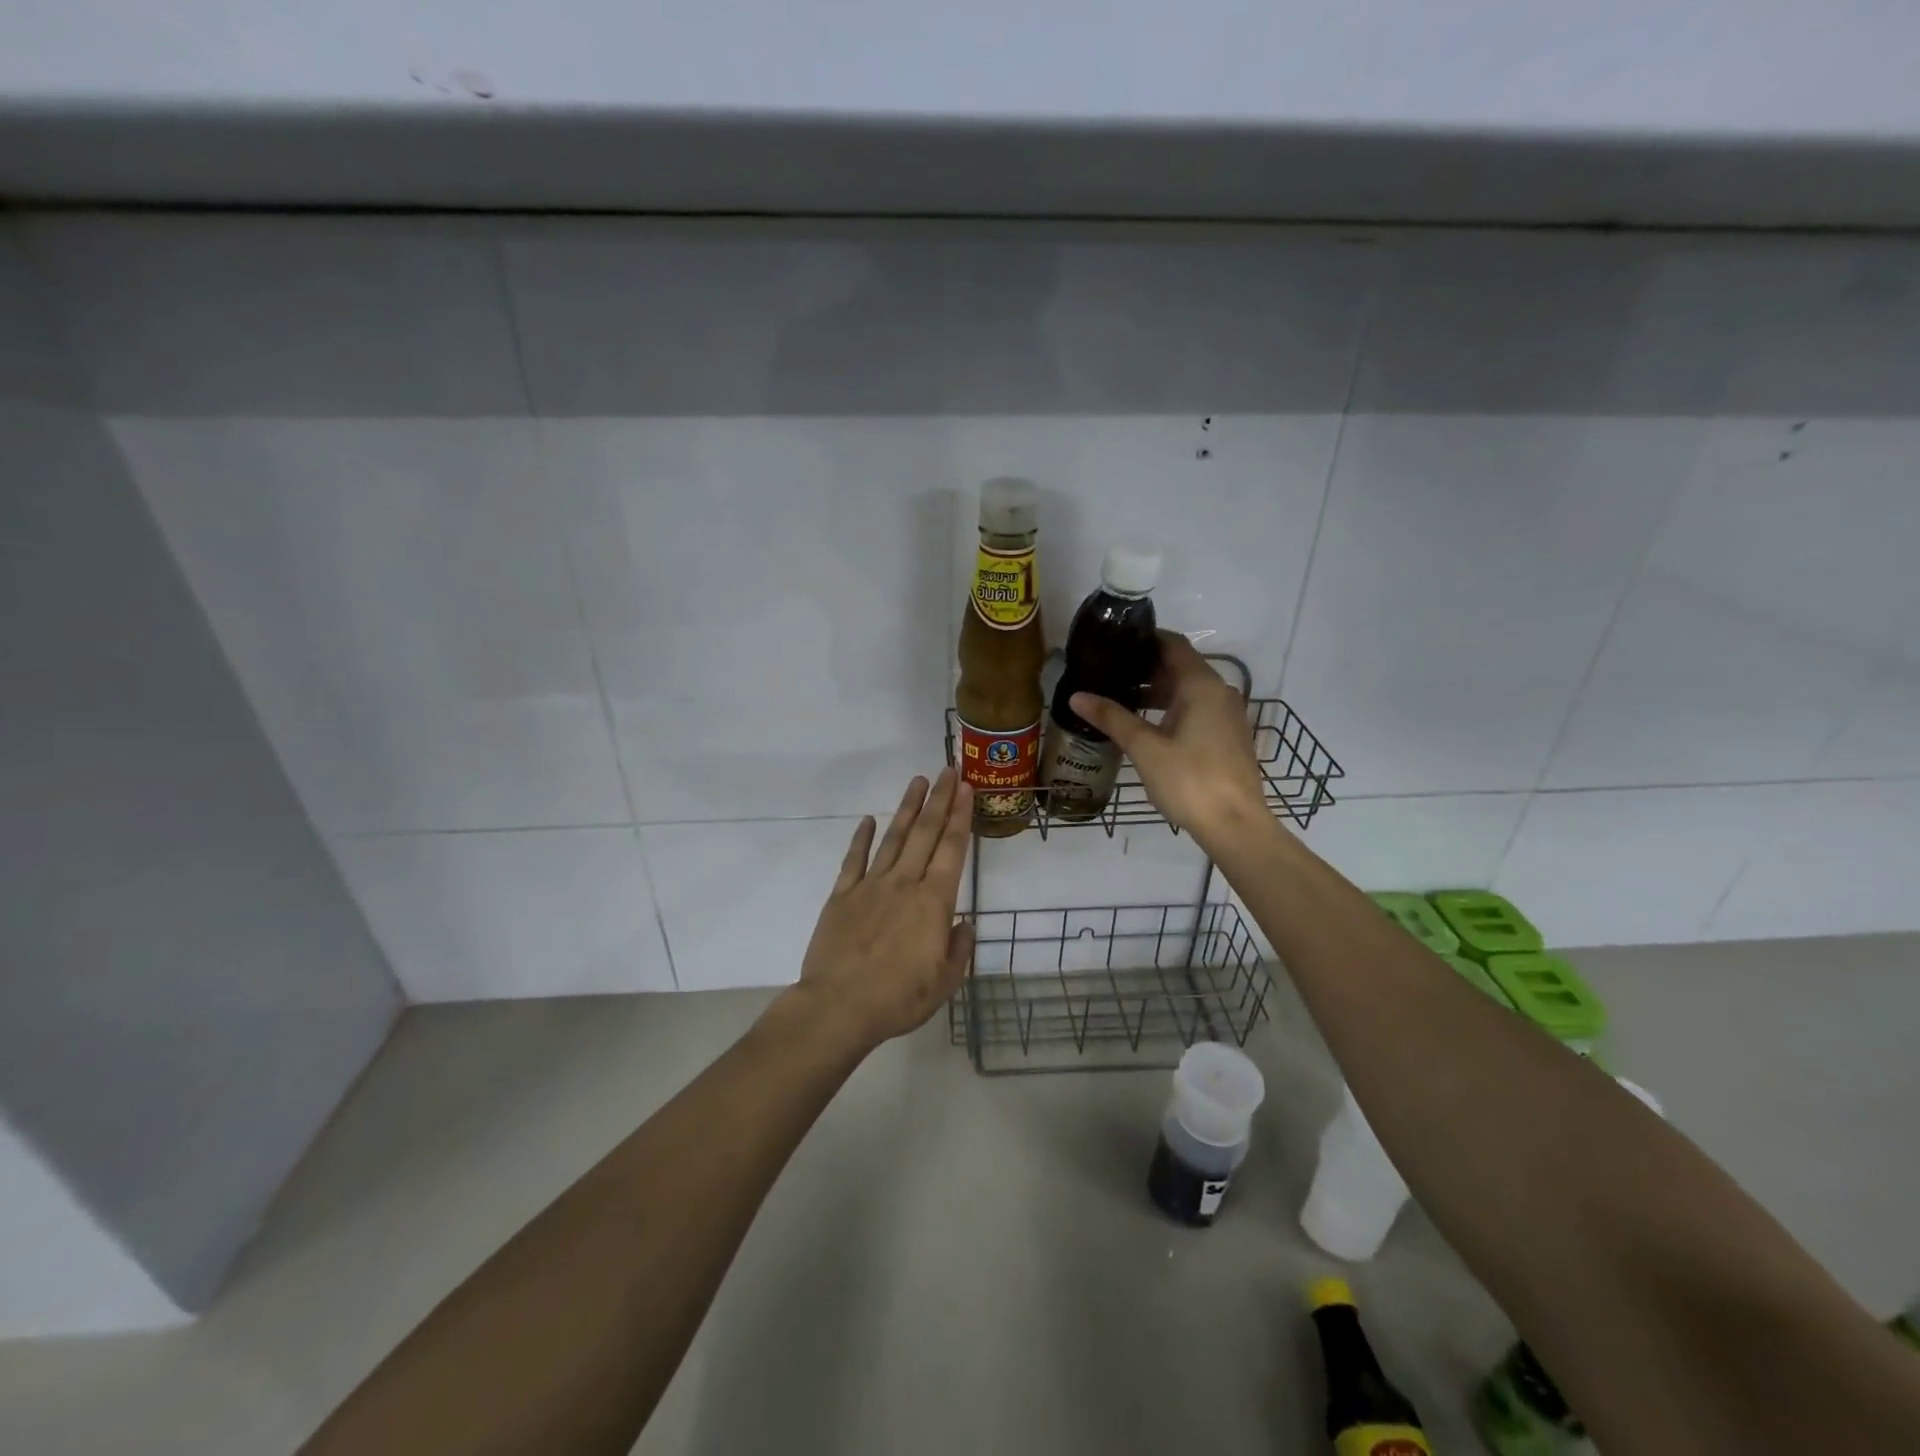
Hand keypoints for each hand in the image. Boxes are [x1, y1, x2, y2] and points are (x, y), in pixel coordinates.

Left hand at [795, 769, 975, 1048]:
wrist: (838, 1007)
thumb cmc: (898, 998)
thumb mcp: (945, 982)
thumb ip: (959, 948)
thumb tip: (964, 923)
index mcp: (933, 902)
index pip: (952, 849)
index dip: (961, 816)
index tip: (967, 789)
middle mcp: (904, 883)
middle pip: (925, 833)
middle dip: (940, 799)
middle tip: (948, 770)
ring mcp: (870, 886)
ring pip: (893, 838)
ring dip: (907, 808)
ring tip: (917, 781)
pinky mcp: (842, 896)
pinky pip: (854, 859)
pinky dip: (862, 838)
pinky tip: (869, 820)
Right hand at [1069, 633, 1270, 848]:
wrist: (1235, 825)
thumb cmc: (1189, 780)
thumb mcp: (1144, 748)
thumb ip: (1112, 717)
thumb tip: (1077, 696)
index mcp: (1201, 685)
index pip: (1173, 644)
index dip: (1144, 639)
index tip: (1114, 643)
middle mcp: (1219, 692)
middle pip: (1180, 667)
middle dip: (1145, 668)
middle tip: (1108, 673)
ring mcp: (1227, 716)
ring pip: (1188, 691)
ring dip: (1157, 692)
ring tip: (1120, 700)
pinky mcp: (1228, 737)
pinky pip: (1197, 710)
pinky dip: (1171, 709)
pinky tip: (1147, 727)